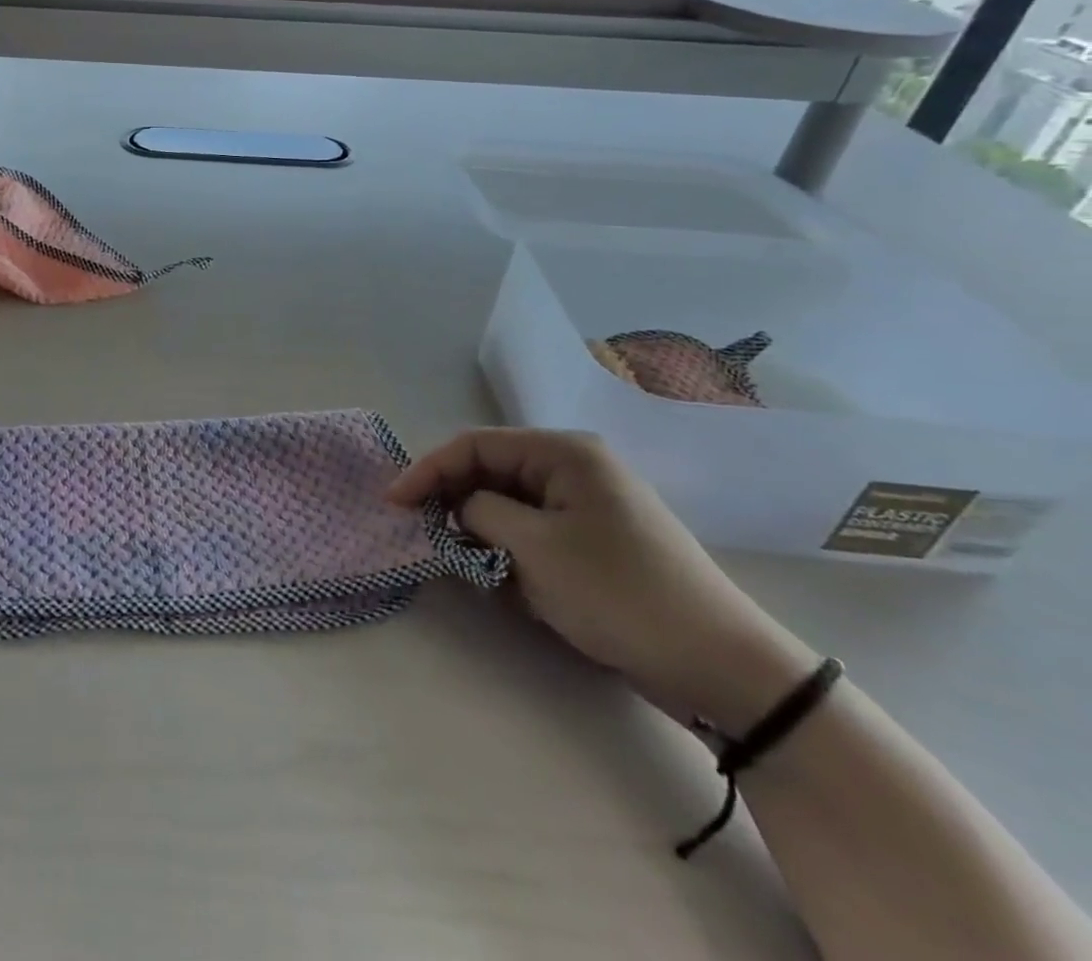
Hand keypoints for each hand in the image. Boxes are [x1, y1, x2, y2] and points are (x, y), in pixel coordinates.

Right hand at [388, 429, 816, 733]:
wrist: (721, 668)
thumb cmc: (620, 593)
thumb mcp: (534, 548)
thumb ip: (478, 513)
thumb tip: (455, 510)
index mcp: (563, 453)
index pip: (475, 445)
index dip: (427, 470)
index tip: (393, 504)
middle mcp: (573, 470)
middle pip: (489, 474)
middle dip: (454, 505)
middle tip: (423, 537)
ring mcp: (586, 508)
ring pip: (508, 509)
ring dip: (483, 537)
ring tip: (469, 569)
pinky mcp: (593, 546)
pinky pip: (533, 537)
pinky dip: (512, 557)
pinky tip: (510, 588)